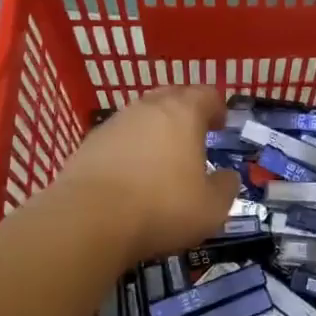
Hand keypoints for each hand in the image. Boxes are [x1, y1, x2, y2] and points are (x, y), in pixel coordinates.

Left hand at [51, 87, 239, 262]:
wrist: (87, 221)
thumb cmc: (161, 207)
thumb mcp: (211, 208)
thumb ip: (226, 187)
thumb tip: (228, 177)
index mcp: (184, 113)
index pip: (207, 94)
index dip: (217, 108)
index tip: (220, 125)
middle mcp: (149, 108)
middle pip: (172, 96)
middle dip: (186, 111)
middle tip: (193, 135)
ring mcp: (115, 122)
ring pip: (143, 115)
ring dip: (155, 129)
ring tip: (161, 156)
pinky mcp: (89, 143)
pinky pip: (119, 136)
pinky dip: (130, 147)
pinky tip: (130, 173)